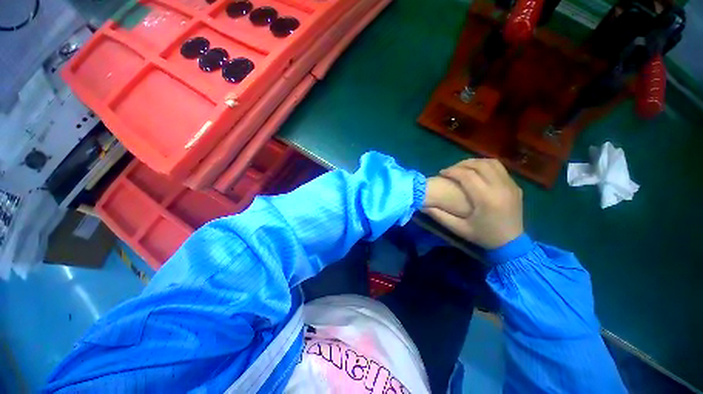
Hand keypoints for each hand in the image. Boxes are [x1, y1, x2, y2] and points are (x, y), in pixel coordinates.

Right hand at [423, 159, 523, 249]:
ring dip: (474, 162)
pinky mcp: (515, 186)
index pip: (467, 175)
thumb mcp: (458, 229)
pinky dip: (485, 166)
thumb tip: (423, 205)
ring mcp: (511, 185)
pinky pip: (500, 168)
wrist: (512, 243)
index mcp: (486, 199)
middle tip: (450, 170)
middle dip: (461, 164)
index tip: (441, 173)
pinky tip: (477, 172)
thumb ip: (440, 216)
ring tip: (463, 168)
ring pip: (491, 163)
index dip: (452, 171)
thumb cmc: (483, 236)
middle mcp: (500, 188)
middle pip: (480, 165)